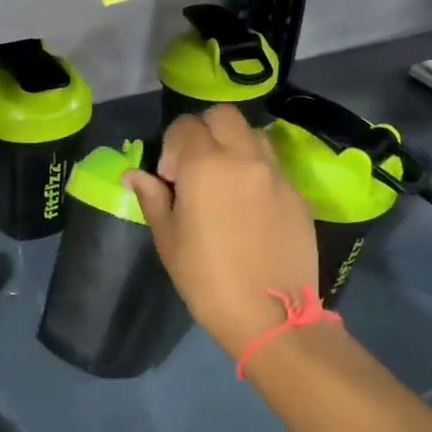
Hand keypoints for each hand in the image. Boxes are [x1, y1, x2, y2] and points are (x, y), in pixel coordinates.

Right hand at [124, 104, 320, 358]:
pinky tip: (248, 206)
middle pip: (223, 115)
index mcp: (205, 166)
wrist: (270, 315)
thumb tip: (134, 174)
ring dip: (233, 145)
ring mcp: (276, 174)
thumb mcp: (168, 239)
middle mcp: (244, 158)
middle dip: (203, 131)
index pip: (186, 125)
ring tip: (224, 182)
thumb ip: (152, 198)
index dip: (170, 146)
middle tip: (195, 167)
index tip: (168, 179)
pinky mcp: (298, 194)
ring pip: (253, 134)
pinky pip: (273, 165)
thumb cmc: (206, 278)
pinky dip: (256, 170)